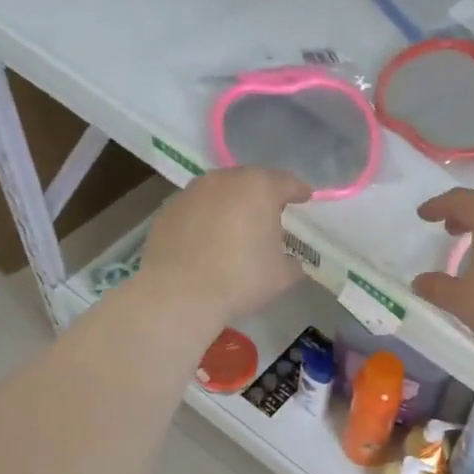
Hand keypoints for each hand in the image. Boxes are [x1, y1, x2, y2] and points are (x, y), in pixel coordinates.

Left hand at [139, 167, 311, 329]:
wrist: (179, 294)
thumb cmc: (240, 279)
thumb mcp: (282, 276)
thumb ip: (292, 262)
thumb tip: (289, 261)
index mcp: (259, 187)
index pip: (287, 182)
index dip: (299, 191)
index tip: (305, 198)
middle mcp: (224, 180)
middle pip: (250, 182)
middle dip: (262, 197)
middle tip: (270, 218)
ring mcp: (192, 192)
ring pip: (220, 192)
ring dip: (231, 205)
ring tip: (236, 230)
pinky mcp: (168, 209)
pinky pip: (197, 209)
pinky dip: (206, 219)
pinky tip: (207, 242)